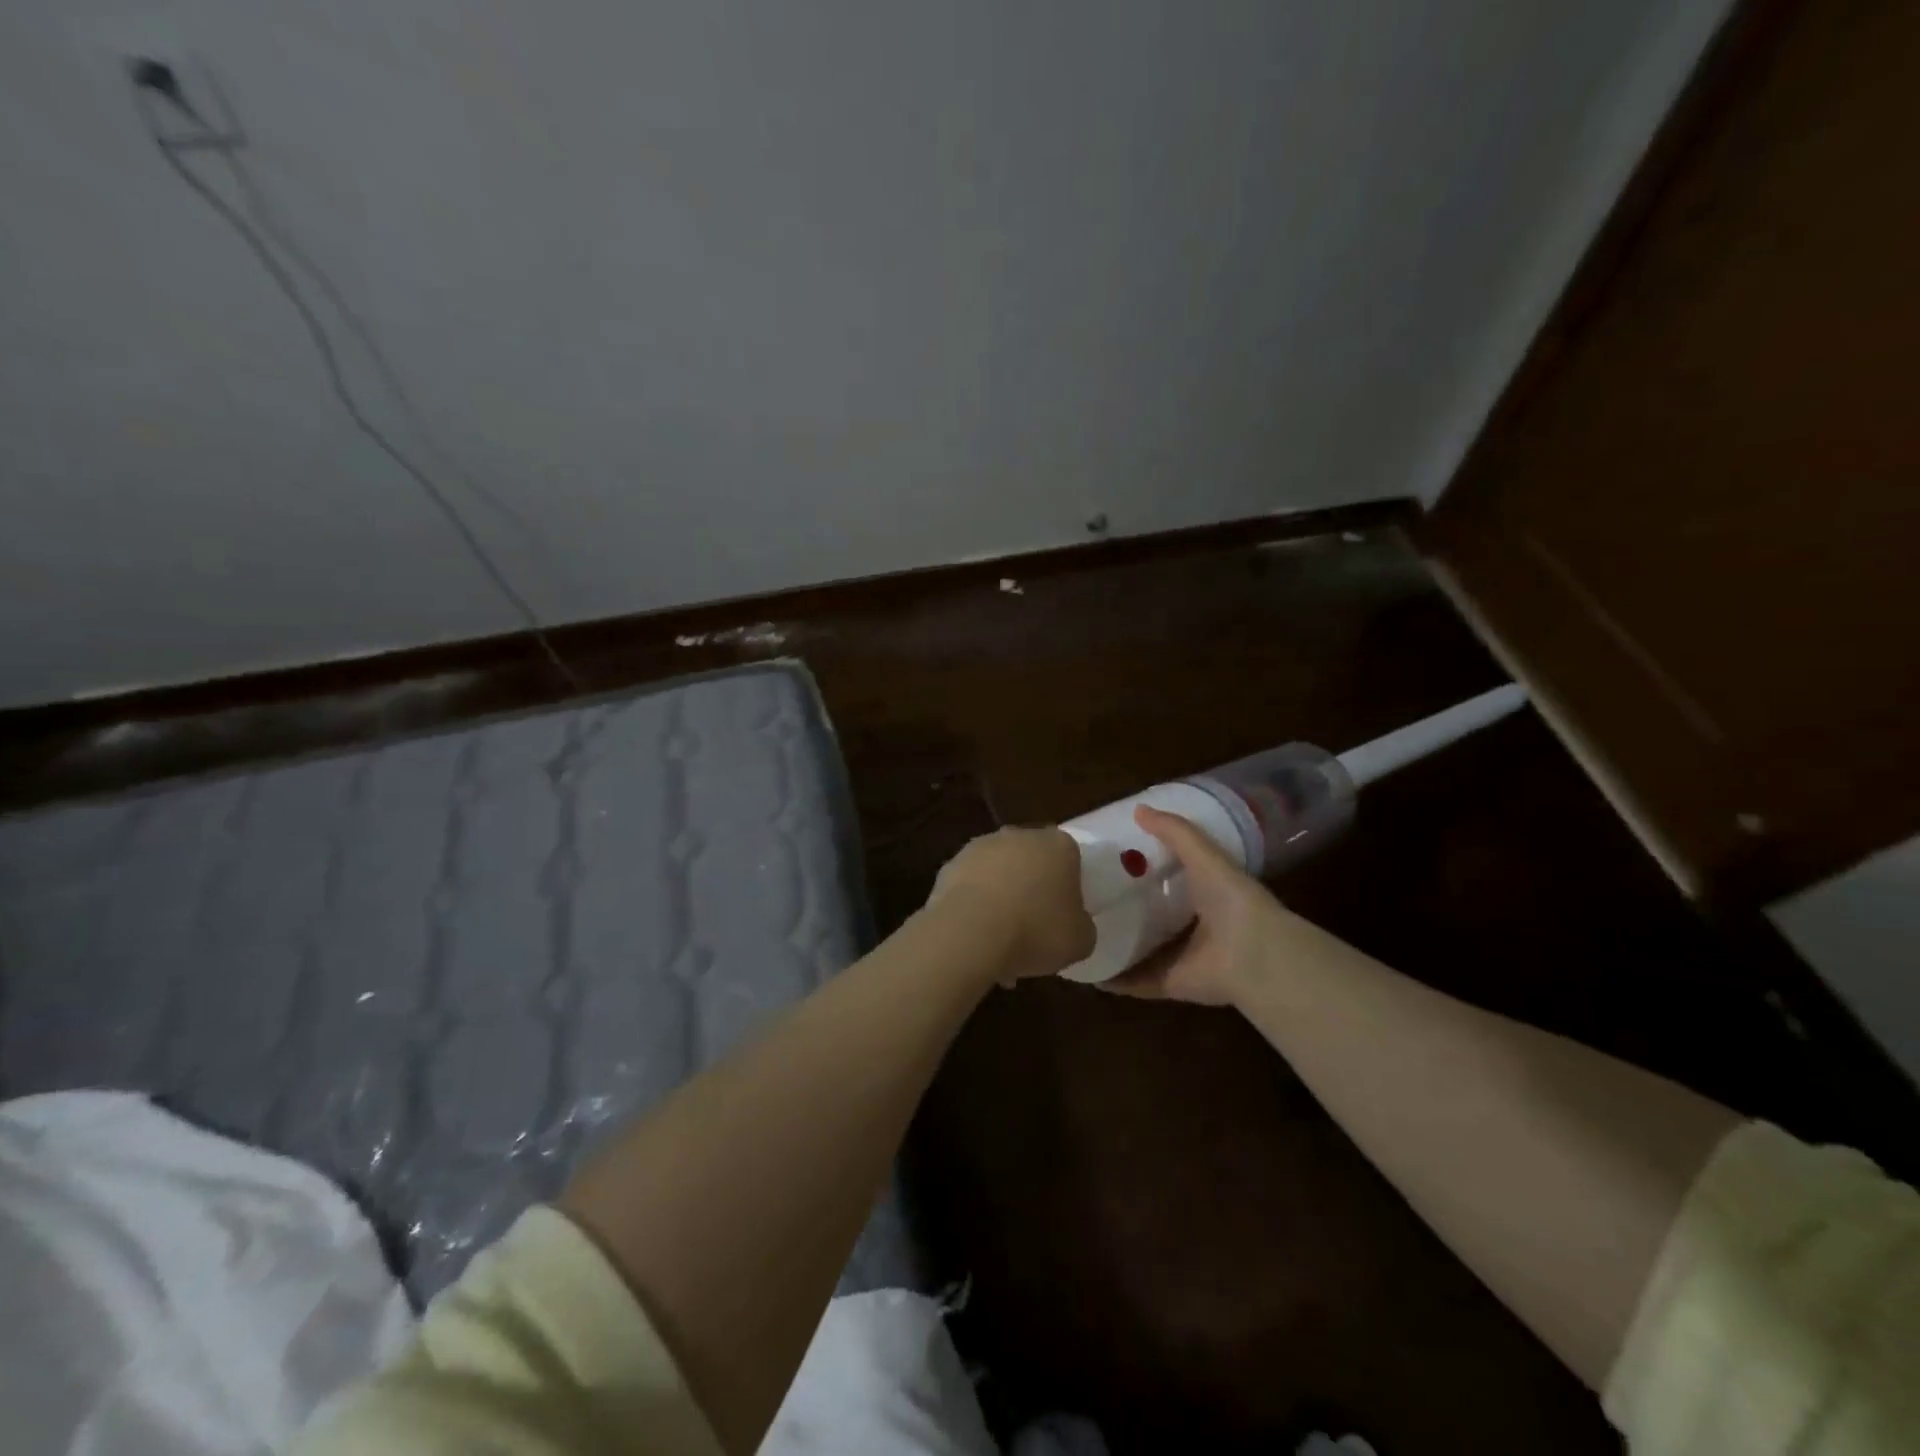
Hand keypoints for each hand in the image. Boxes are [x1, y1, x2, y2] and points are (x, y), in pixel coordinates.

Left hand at [926, 827, 1095, 981]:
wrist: (971, 932)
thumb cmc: (1036, 931)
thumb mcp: (1080, 941)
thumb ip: (1082, 926)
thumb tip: (1073, 924)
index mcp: (1058, 845)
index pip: (1069, 858)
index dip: (1067, 887)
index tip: (1064, 914)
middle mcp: (1018, 835)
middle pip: (1031, 862)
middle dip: (1031, 889)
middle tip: (1033, 928)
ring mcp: (980, 846)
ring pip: (997, 874)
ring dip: (1000, 899)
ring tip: (999, 942)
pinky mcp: (950, 865)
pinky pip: (970, 887)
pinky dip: (973, 907)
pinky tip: (974, 938)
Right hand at [1103, 806, 1289, 1005]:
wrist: (1252, 954)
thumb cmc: (1230, 898)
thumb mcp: (1202, 854)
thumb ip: (1173, 832)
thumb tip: (1137, 808)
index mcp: (1204, 894)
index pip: (1170, 879)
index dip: (1144, 869)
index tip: (1109, 859)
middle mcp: (1192, 927)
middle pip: (1152, 916)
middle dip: (1125, 907)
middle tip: (1085, 896)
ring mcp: (1180, 958)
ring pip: (1141, 950)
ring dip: (1115, 944)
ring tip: (1077, 932)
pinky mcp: (1169, 984)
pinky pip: (1136, 982)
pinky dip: (1114, 980)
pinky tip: (1086, 970)